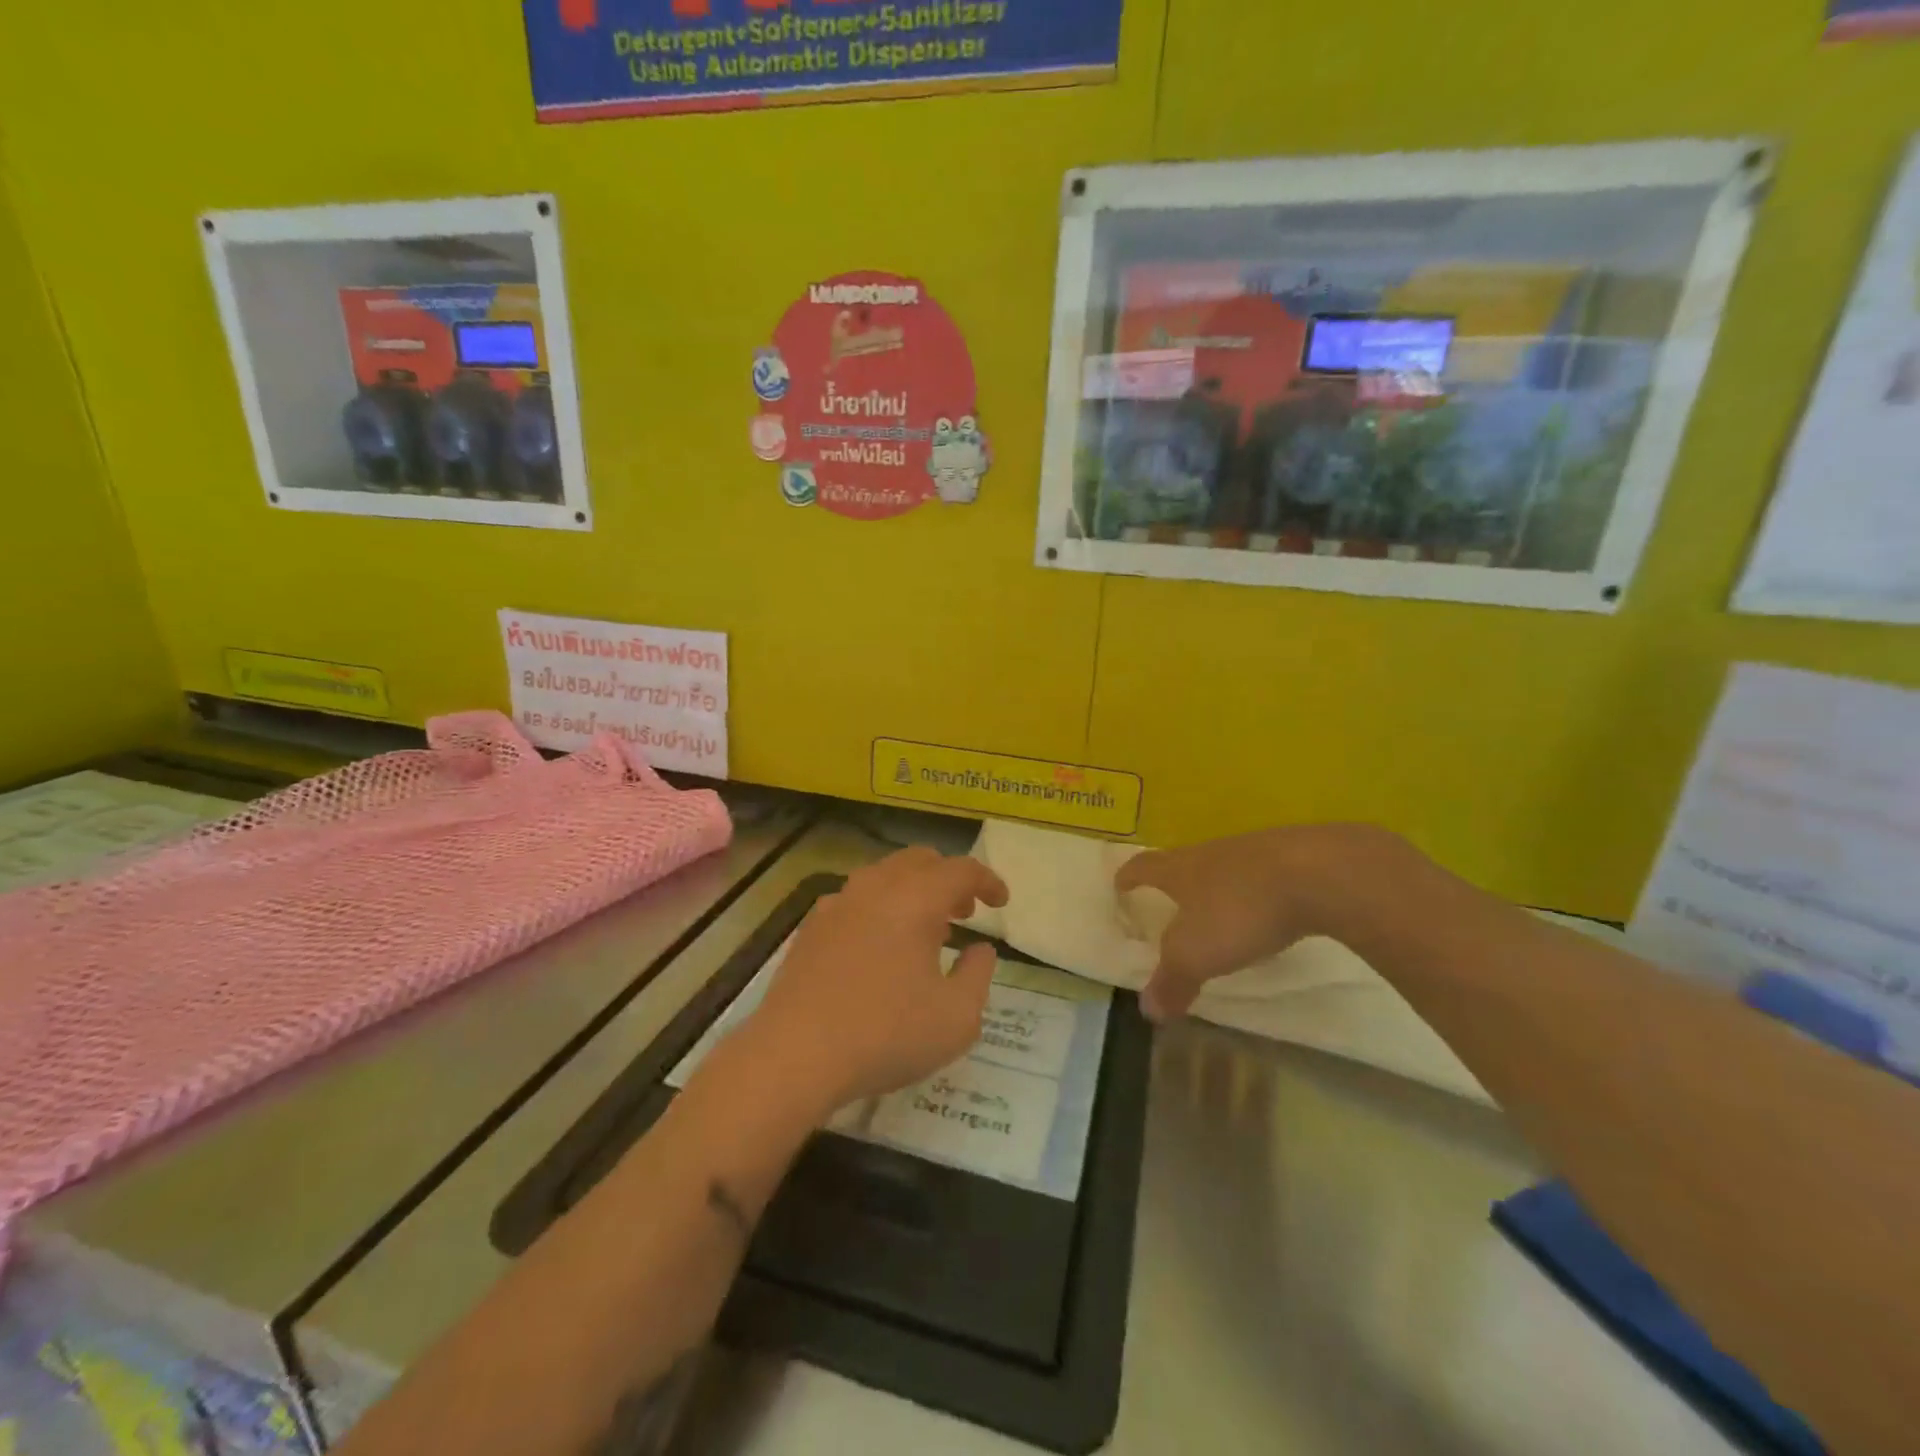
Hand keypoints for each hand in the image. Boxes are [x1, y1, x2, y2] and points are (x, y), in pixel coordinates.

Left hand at [746, 847, 1009, 1118]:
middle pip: (920, 861)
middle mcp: (875, 888)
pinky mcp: (810, 928)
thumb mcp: (957, 1018)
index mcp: (915, 899)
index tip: (1001, 902)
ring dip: (913, 891)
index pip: (961, 870)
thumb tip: (980, 949)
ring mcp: (837, 904)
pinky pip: (856, 900)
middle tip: (965, 911)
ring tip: (926, 930)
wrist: (794, 1055)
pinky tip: (880, 947)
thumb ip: (978, 975)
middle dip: (949, 879)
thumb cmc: (885, 1034)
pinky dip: (880, 908)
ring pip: (884, 876)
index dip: (987, 881)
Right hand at [1115, 824, 1398, 1022]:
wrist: (1318, 873)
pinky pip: (1264, 875)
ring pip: (1225, 867)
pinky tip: (1269, 914)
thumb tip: (1147, 1010)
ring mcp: (1253, 851)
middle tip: (1171, 903)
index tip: (1120, 883)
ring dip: (1218, 887)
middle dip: (1175, 882)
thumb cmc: (1240, 910)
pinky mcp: (1293, 858)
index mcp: (1180, 869)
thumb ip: (1171, 981)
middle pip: (1184, 862)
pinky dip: (1257, 892)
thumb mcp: (1197, 955)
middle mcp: (1211, 853)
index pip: (1144, 867)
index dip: (1130, 877)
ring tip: (1221, 913)